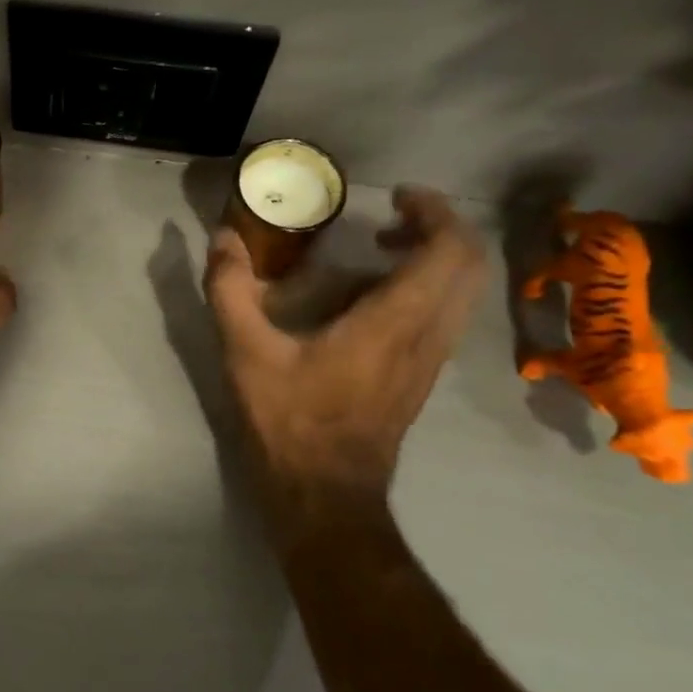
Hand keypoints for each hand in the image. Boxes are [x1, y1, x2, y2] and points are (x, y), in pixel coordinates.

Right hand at [204, 186, 486, 554]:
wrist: (325, 495)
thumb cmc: (289, 420)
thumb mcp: (246, 352)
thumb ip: (230, 289)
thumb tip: (223, 237)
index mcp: (394, 322)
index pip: (449, 251)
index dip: (435, 212)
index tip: (398, 196)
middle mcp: (428, 336)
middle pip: (469, 266)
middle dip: (440, 229)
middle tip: (390, 218)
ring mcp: (431, 360)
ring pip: (463, 294)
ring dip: (435, 259)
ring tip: (380, 249)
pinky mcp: (421, 378)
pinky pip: (445, 316)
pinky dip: (425, 288)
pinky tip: (371, 298)